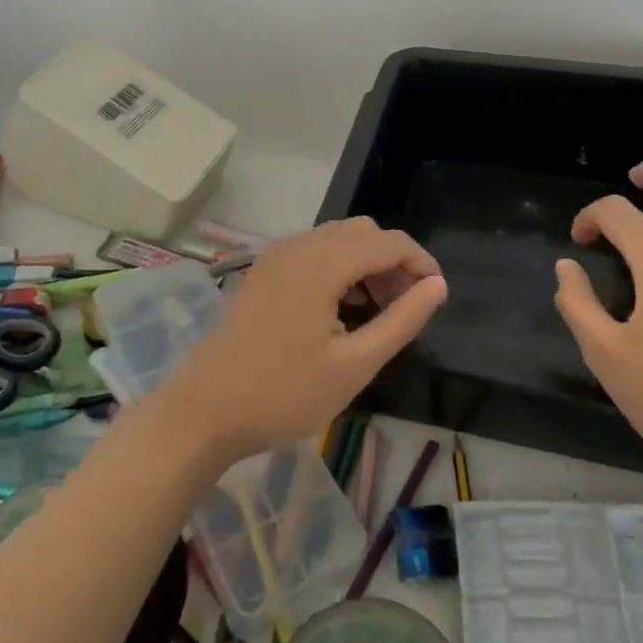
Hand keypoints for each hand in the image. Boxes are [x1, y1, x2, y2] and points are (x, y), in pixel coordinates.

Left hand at [159, 218, 446, 465]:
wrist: (204, 410)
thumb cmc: (283, 394)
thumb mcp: (354, 365)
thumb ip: (401, 320)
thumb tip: (437, 286)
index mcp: (321, 264)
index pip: (387, 242)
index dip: (420, 262)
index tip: (435, 295)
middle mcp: (298, 246)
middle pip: (362, 232)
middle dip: (392, 261)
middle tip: (404, 307)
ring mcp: (276, 256)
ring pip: (337, 238)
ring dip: (366, 262)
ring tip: (377, 309)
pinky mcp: (263, 271)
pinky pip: (314, 250)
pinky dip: (339, 266)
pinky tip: (341, 307)